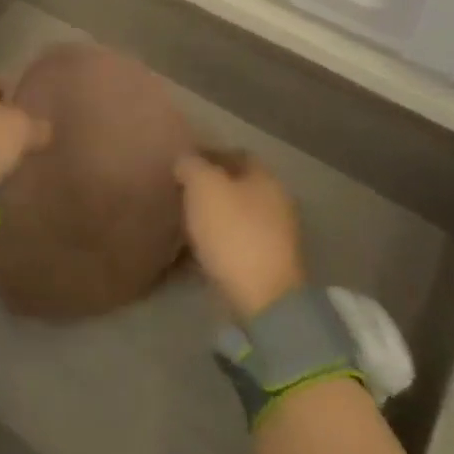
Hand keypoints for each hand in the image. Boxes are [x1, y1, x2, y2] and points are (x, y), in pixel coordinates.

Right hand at [175, 150, 307, 321]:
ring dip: (210, 217)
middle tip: (177, 191)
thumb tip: (185, 161)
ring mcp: (273, 238)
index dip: (207, 154)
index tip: (181, 163)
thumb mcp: (203, 186)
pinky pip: (232, 244)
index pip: (235, 154)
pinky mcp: (264, 267)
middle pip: (236, 186)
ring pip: (233, 216)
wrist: (261, 299)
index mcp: (266, 178)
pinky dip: (213, 244)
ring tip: (180, 220)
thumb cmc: (233, 231)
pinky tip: (191, 249)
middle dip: (207, 188)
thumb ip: (191, 165)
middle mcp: (275, 203)